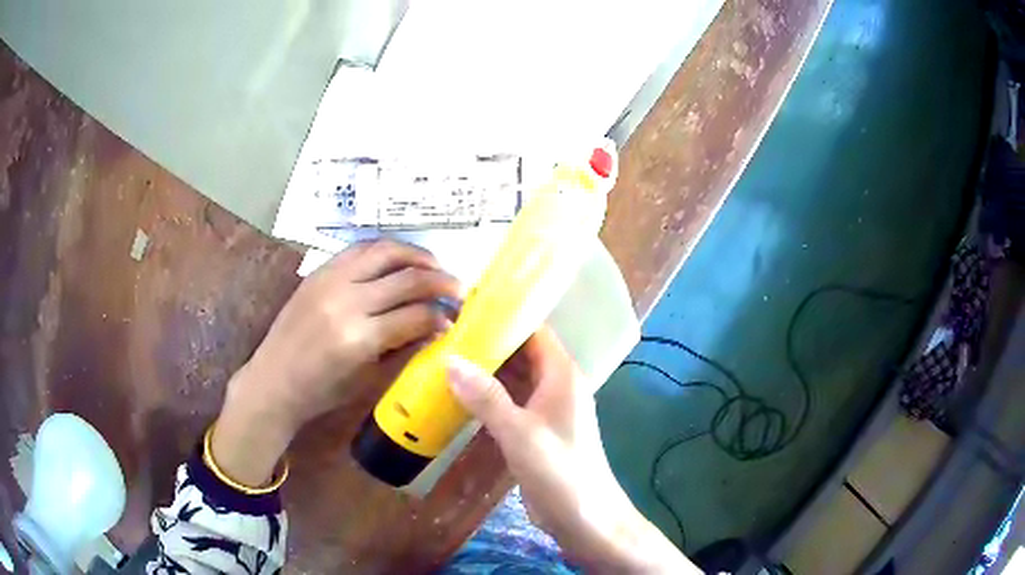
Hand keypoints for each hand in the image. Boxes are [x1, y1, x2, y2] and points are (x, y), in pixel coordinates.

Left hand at [213, 240, 460, 486]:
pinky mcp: (320, 271)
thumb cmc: (322, 392)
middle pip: (407, 278)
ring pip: (385, 251)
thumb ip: (405, 350)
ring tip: (435, 264)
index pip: (416, 316)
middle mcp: (346, 301)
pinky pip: (360, 248)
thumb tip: (438, 328)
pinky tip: (399, 258)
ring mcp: (330, 280)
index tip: (457, 318)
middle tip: (459, 288)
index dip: (442, 316)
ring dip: (417, 254)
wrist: (273, 380)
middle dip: (440, 281)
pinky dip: (386, 249)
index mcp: (359, 339)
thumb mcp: (369, 380)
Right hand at [446, 329, 697, 572]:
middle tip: (446, 331)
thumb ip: (486, 397)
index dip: (505, 315)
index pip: (534, 330)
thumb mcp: (520, 434)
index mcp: (562, 375)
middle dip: (489, 341)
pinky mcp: (536, 430)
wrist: (585, 518)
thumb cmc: (560, 473)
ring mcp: (547, 409)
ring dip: (486, 368)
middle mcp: (556, 385)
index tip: (466, 306)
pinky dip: (488, 394)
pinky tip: (460, 393)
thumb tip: (450, 359)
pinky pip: (510, 401)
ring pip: (515, 377)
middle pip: (522, 351)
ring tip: (446, 354)